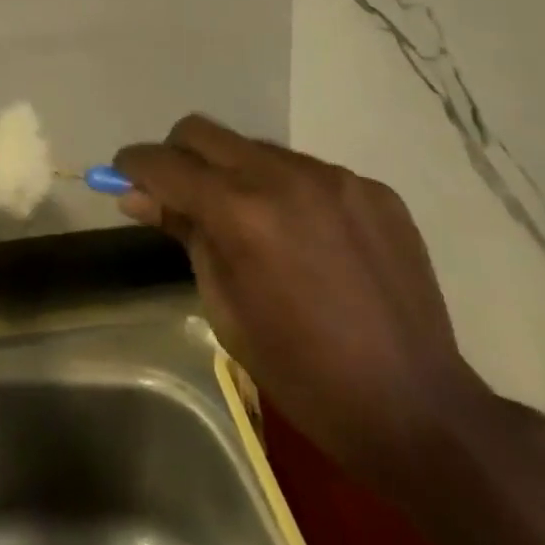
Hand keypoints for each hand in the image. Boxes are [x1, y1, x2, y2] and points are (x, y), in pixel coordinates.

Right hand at [115, 118, 544, 544]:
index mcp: (241, 212)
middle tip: (178, 192)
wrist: (422, 412)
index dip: (133, 164)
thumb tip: (137, 194)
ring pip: (256, 148)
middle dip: (178, 154)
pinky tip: (308, 238)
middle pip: (203, 131)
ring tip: (253, 223)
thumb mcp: (226, 310)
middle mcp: (283, 176)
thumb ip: (184, 235)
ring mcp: (334, 176)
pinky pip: (308, 171)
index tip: (121, 175)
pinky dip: (289, 191)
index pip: (164, 162)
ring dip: (236, 173)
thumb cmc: (306, 374)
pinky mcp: (372, 188)